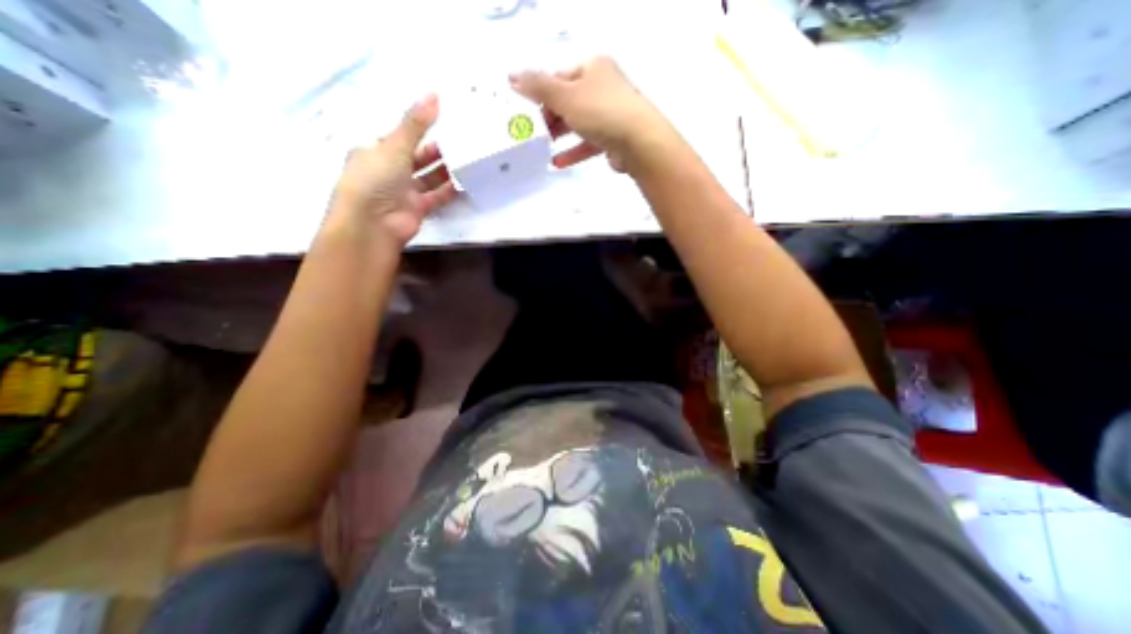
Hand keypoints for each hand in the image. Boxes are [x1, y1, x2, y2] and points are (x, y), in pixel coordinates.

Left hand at [326, 93, 454, 247]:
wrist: (373, 224)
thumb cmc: (375, 179)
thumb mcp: (395, 145)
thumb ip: (416, 124)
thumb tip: (435, 94)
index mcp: (375, 152)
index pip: (398, 137)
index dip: (417, 129)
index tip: (440, 122)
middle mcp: (389, 171)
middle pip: (416, 158)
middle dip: (434, 151)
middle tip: (459, 142)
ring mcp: (403, 192)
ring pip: (428, 178)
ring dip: (444, 171)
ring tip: (465, 160)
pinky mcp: (417, 209)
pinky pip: (436, 197)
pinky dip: (449, 191)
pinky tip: (464, 183)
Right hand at [508, 55, 673, 172]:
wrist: (639, 142)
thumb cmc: (600, 112)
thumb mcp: (565, 96)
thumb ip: (538, 88)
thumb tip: (511, 76)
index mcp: (593, 67)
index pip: (559, 76)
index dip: (541, 92)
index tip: (527, 111)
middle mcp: (603, 87)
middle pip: (568, 100)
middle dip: (549, 117)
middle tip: (534, 132)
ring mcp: (610, 114)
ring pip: (578, 123)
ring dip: (559, 136)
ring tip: (542, 148)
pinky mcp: (613, 138)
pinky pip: (588, 143)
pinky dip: (573, 151)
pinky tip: (557, 163)